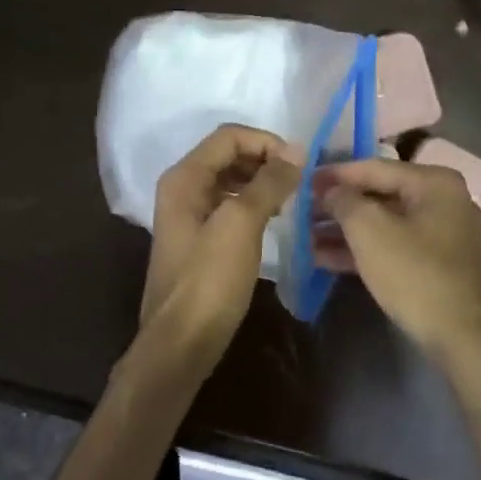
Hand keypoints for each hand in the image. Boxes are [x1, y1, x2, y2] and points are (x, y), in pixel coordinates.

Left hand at [142, 124, 300, 354]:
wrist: (181, 343)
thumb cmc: (209, 280)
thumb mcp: (241, 225)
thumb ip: (269, 182)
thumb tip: (297, 150)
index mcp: (184, 178)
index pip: (229, 136)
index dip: (266, 142)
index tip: (299, 165)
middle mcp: (182, 188)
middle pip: (228, 154)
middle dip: (265, 160)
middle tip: (298, 182)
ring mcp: (188, 214)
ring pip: (230, 180)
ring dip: (261, 181)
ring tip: (290, 200)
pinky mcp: (199, 238)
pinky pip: (229, 204)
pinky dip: (253, 203)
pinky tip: (273, 219)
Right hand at [317, 160, 480, 364]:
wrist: (466, 338)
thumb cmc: (416, 275)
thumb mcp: (370, 231)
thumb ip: (345, 201)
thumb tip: (332, 190)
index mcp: (434, 183)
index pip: (375, 168)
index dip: (335, 174)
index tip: (304, 181)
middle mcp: (444, 201)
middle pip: (380, 195)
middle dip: (339, 206)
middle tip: (302, 212)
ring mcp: (445, 235)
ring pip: (386, 224)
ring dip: (346, 231)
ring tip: (306, 238)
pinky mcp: (440, 265)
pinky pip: (395, 246)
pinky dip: (364, 251)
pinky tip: (326, 259)